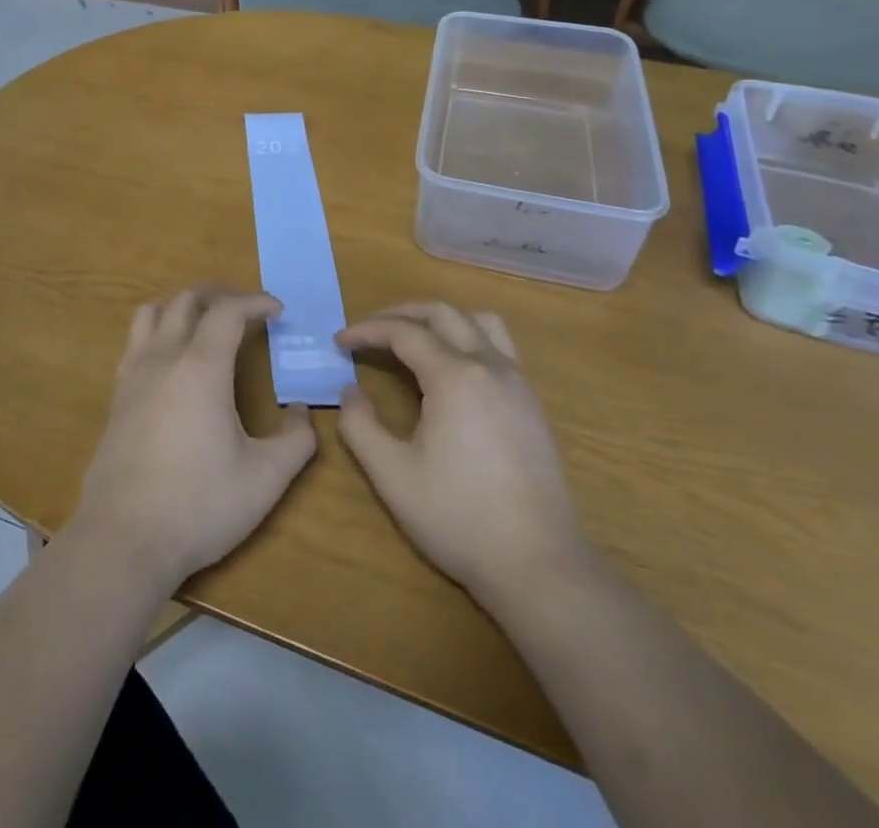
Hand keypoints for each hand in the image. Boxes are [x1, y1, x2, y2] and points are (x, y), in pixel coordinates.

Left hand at [69, 288, 316, 592]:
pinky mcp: (116, 396)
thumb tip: (302, 412)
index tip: (277, 311)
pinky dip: (158, 330)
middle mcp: (163, 358)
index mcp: (201, 367)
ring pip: (152, 312)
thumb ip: (295, 440)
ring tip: (205, 321)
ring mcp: (133, 375)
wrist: (124, 538)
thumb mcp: (265, 479)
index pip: (228, 311)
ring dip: (182, 305)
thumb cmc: (199, 505)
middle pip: (186, 300)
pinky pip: (135, 341)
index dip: (255, 301)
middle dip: (220, 295)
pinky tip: (172, 360)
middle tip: (246, 309)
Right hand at [336, 302, 584, 598]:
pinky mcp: (532, 405)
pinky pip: (499, 347)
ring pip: (480, 322)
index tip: (339, 341)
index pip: (404, 333)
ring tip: (414, 338)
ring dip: (441, 320)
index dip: (367, 330)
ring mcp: (518, 383)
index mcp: (455, 377)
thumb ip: (360, 425)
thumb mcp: (392, 474)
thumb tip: (350, 392)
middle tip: (369, 330)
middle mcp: (490, 367)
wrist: (539, 565)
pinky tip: (452, 371)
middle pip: (444, 314)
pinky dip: (468, 339)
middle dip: (401, 313)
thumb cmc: (458, 518)